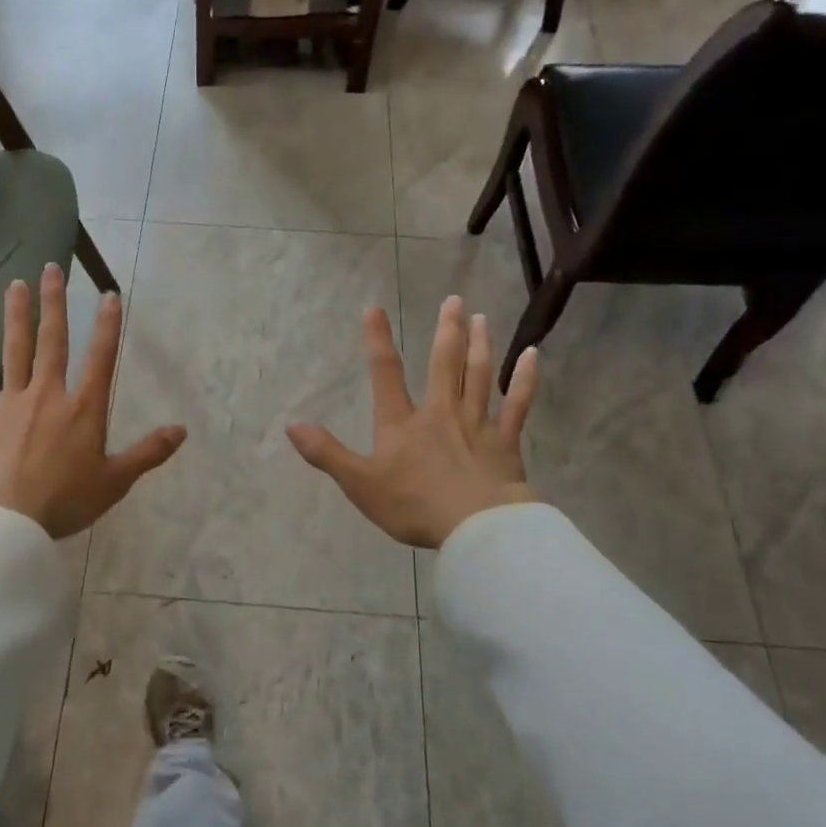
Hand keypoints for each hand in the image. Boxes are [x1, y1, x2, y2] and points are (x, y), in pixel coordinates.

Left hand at [0, 264, 185, 538]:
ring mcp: (10, 403)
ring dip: (15, 316)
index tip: (109, 294)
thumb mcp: (116, 481)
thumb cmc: (65, 501)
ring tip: (14, 284)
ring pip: (13, 350)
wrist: (5, 520)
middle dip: (54, 303)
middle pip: (52, 341)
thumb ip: (149, 452)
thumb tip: (182, 430)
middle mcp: (47, 395)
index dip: (108, 325)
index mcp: (83, 409)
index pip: (101, 358)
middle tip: (51, 269)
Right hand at [287, 297, 538, 548]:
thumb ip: (327, 453)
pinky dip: (525, 379)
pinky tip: (533, 355)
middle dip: (446, 330)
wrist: (475, 527)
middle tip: (454, 300)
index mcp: (402, 423)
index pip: (385, 373)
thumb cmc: (414, 506)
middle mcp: (440, 412)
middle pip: (444, 364)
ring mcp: (476, 424)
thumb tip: (292, 425)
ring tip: (481, 317)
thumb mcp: (360, 484)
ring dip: (480, 344)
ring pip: (479, 375)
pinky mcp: (506, 441)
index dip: (377, 340)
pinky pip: (517, 404)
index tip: (374, 308)